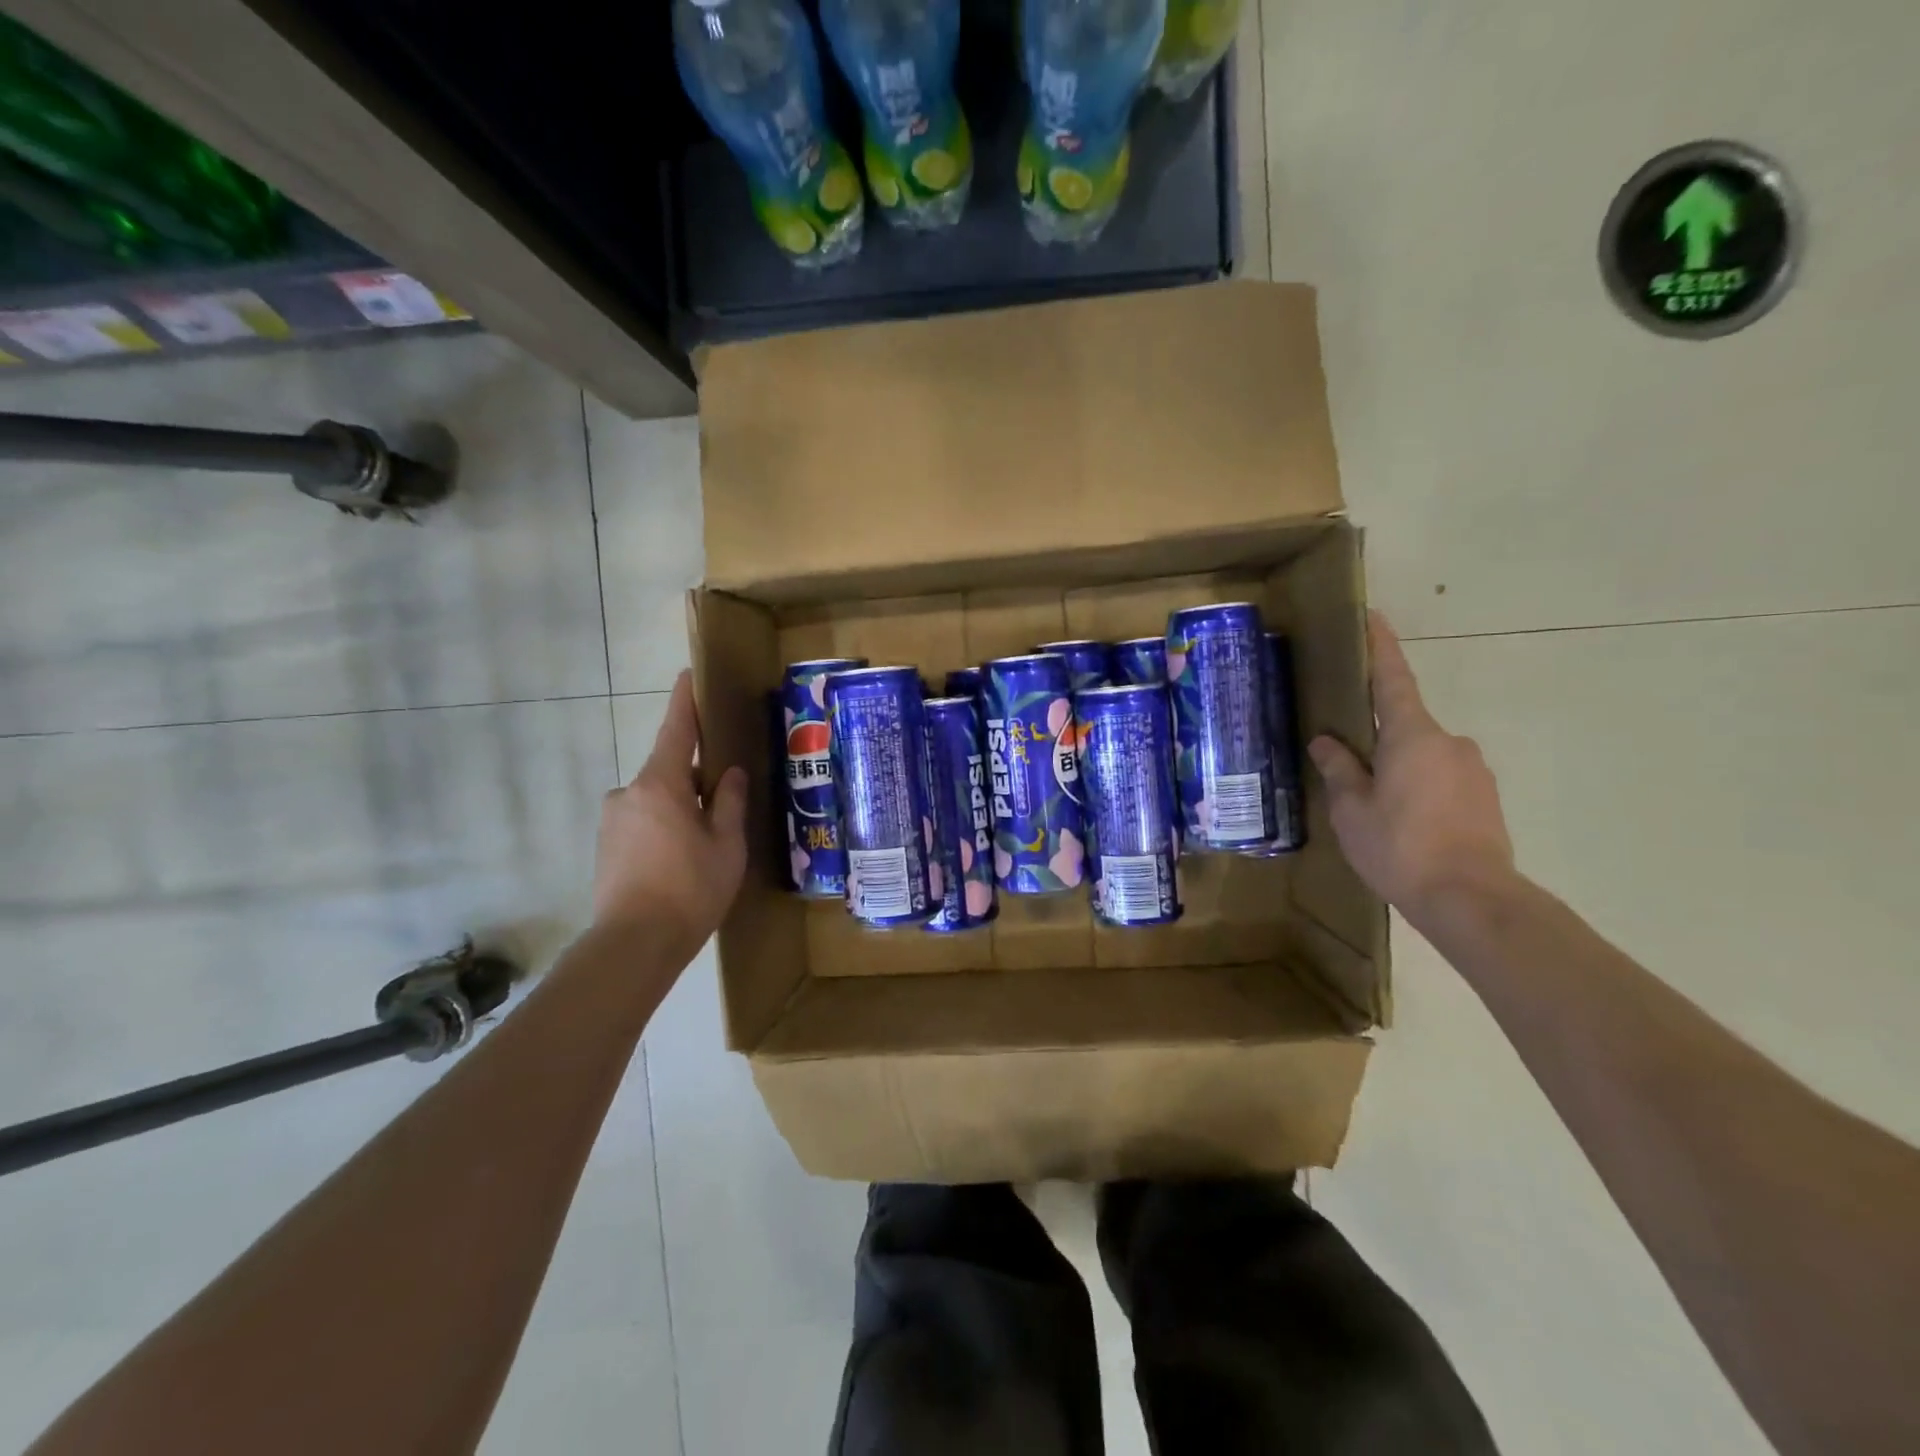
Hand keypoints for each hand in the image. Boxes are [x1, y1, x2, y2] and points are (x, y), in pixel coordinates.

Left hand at [594, 671, 747, 948]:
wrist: (633, 944)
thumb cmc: (690, 888)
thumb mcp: (726, 844)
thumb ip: (729, 803)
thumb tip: (730, 774)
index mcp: (661, 785)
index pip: (675, 730)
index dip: (685, 701)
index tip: (689, 675)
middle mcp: (629, 793)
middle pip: (669, 771)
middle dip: (695, 780)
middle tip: (726, 804)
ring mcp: (613, 821)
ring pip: (656, 801)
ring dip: (680, 810)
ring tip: (706, 846)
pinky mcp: (606, 847)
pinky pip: (642, 823)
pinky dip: (664, 830)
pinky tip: (681, 863)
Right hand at [1307, 612, 1515, 924]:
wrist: (1472, 899)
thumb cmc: (1400, 846)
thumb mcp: (1352, 809)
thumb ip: (1339, 770)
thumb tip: (1327, 741)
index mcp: (1412, 736)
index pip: (1392, 679)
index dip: (1380, 647)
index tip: (1373, 616)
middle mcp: (1449, 742)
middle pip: (1404, 725)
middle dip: (1377, 739)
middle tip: (1347, 766)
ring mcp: (1473, 770)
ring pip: (1422, 756)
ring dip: (1397, 770)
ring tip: (1374, 808)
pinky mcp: (1485, 798)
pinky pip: (1441, 779)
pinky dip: (1418, 790)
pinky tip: (1403, 824)